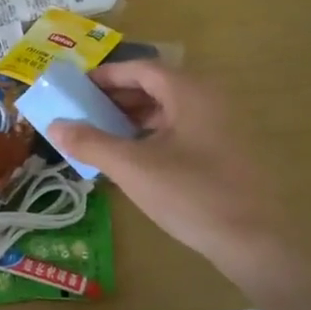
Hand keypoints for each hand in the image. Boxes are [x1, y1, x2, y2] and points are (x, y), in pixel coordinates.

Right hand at [48, 62, 283, 281]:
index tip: (78, 87)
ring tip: (105, 136)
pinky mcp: (230, 150)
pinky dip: (156, 134)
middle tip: (85, 112)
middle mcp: (210, 98)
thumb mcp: (133, 168)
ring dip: (136, 117)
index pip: (140, 68)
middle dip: (118, 97)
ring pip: (171, 109)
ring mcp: (224, 125)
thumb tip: (54, 126)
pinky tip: (138, 157)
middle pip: (157, 86)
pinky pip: (185, 129)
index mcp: (189, 91)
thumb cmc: (192, 194)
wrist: (255, 241)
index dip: (106, 76)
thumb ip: (91, 143)